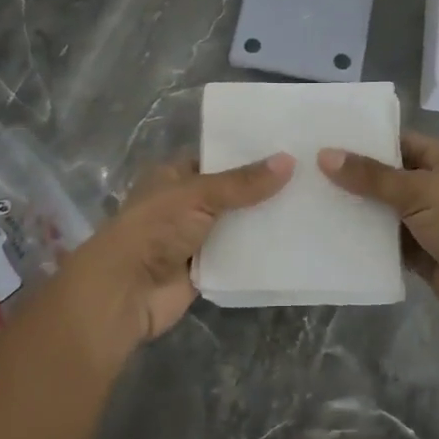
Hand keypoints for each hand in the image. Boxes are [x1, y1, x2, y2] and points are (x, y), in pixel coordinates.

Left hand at [51, 153, 293, 357]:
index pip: (218, 157)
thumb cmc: (155, 229)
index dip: (249, 153)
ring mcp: (195, 237)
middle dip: (263, 188)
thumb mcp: (199, 195)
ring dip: (264, 221)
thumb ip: (243, 182)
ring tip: (313, 205)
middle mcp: (185, 203)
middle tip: (311, 176)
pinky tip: (296, 242)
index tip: (290, 146)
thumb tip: (289, 160)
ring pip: (237, 224)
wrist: (125, 292)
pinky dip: (260, 252)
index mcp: (175, 175)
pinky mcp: (206, 269)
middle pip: (231, 192)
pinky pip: (238, 256)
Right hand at [319, 133, 438, 346]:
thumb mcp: (420, 191)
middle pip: (387, 177)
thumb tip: (325, 155)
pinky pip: (386, 243)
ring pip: (384, 211)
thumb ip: (372, 176)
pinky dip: (365, 242)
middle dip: (352, 177)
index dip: (363, 141)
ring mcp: (428, 222)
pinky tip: (329, 236)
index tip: (323, 140)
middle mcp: (435, 186)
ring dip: (355, 210)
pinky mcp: (421, 255)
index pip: (397, 142)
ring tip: (308, 201)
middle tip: (305, 171)